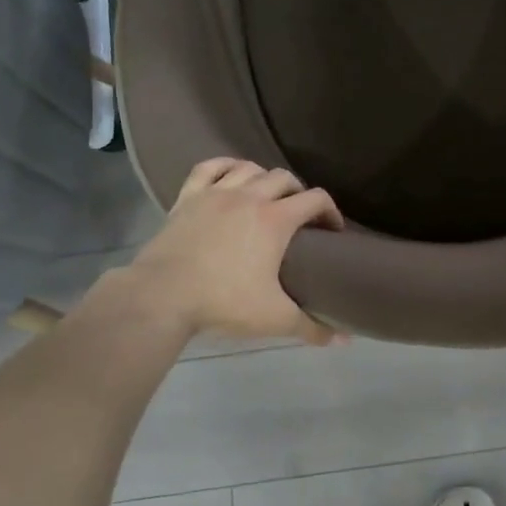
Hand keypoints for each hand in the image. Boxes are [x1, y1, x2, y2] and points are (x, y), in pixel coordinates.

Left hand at [124, 158, 344, 344]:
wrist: (162, 296)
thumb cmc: (223, 302)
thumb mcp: (274, 318)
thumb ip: (311, 327)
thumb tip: (344, 340)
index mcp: (276, 219)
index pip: (316, 199)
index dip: (330, 211)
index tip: (331, 231)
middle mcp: (250, 196)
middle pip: (284, 178)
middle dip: (298, 193)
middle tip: (299, 216)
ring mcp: (216, 193)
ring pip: (249, 168)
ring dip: (265, 177)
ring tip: (267, 196)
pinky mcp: (188, 197)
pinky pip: (210, 167)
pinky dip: (226, 166)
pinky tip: (232, 175)